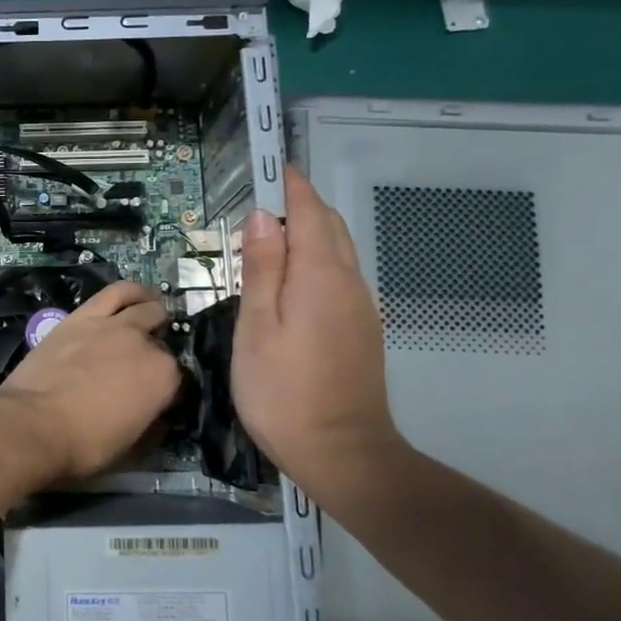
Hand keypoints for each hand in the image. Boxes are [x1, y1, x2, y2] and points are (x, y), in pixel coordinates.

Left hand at [0, 280, 182, 484]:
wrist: (34, 424)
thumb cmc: (85, 445)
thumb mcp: (133, 448)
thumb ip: (153, 425)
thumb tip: (158, 416)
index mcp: (165, 378)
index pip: (182, 379)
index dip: (173, 391)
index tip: (162, 402)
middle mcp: (146, 344)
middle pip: (163, 340)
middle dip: (160, 352)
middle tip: (145, 366)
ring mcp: (115, 325)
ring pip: (147, 307)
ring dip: (154, 312)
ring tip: (152, 317)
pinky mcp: (85, 315)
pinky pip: (116, 292)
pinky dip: (132, 292)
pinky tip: (135, 296)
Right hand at [233, 174, 404, 483]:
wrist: (342, 453)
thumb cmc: (283, 391)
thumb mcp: (257, 327)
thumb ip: (263, 269)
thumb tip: (264, 217)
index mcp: (321, 275)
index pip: (310, 213)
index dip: (292, 187)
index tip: (273, 167)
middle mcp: (349, 283)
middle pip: (331, 228)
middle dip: (303, 205)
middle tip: (267, 199)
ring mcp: (361, 309)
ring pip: (339, 252)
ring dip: (311, 232)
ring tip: (274, 234)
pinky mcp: (362, 331)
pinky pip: (341, 277)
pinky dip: (319, 259)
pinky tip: (295, 279)